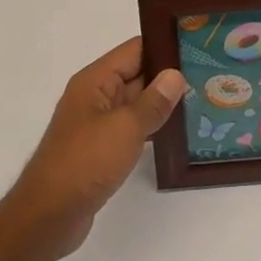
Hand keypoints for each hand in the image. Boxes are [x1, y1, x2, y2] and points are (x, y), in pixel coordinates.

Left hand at [2, 37, 186, 258]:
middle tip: (211, 74)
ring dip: (163, 103)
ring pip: (136, 103)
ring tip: (203, 99)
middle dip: (170, 75)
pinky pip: (132, 128)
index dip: (164, 46)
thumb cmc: (85, 162)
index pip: (135, 50)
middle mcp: (95, 97)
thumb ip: (153, 101)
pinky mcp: (101, 149)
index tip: (198, 46)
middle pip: (137, 74)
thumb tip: (175, 75)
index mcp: (95, 81)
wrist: (50, 214)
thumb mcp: (125, 127)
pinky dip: (152, 126)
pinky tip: (179, 132)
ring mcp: (97, 124)